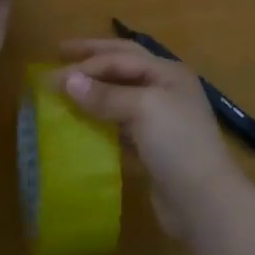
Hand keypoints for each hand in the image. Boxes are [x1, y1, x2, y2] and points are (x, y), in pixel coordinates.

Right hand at [55, 39, 245, 237]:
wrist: (203, 201)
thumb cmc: (176, 143)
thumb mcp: (142, 109)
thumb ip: (105, 95)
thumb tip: (68, 81)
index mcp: (167, 72)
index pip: (121, 57)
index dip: (87, 63)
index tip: (51, 74)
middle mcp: (165, 89)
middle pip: (123, 66)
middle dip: (92, 58)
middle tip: (60, 52)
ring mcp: (161, 119)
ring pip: (121, 95)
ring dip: (94, 90)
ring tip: (67, 89)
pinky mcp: (153, 148)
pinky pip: (121, 124)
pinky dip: (101, 120)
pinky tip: (82, 124)